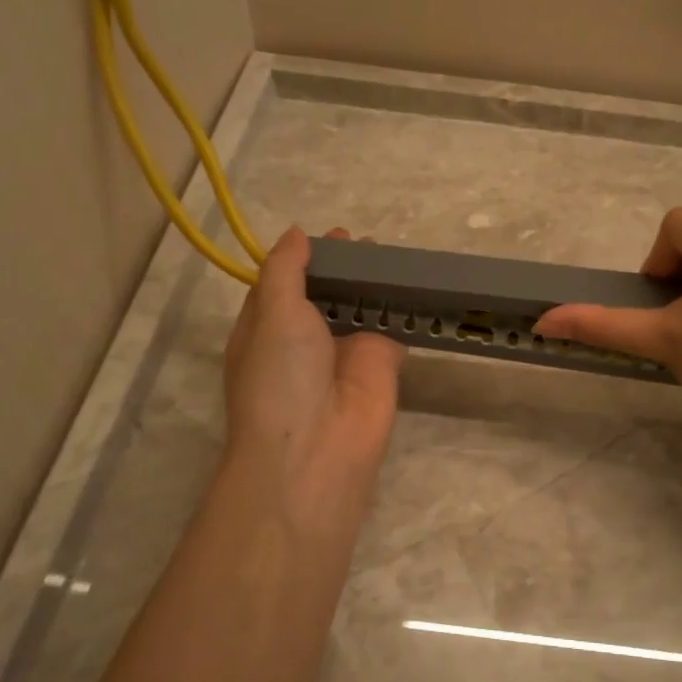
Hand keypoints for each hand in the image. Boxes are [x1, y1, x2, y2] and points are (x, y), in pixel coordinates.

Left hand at [222, 227, 403, 549]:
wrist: (318, 447)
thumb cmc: (281, 375)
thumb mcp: (272, 313)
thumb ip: (286, 270)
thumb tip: (297, 234)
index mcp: (266, 327)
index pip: (283, 283)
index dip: (304, 258)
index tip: (331, 237)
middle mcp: (305, 338)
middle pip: (326, 292)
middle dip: (343, 268)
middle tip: (365, 243)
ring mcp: (346, 350)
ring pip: (361, 306)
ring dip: (373, 281)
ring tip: (391, 254)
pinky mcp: (383, 362)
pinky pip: (394, 325)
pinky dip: (402, 303)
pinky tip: (414, 278)